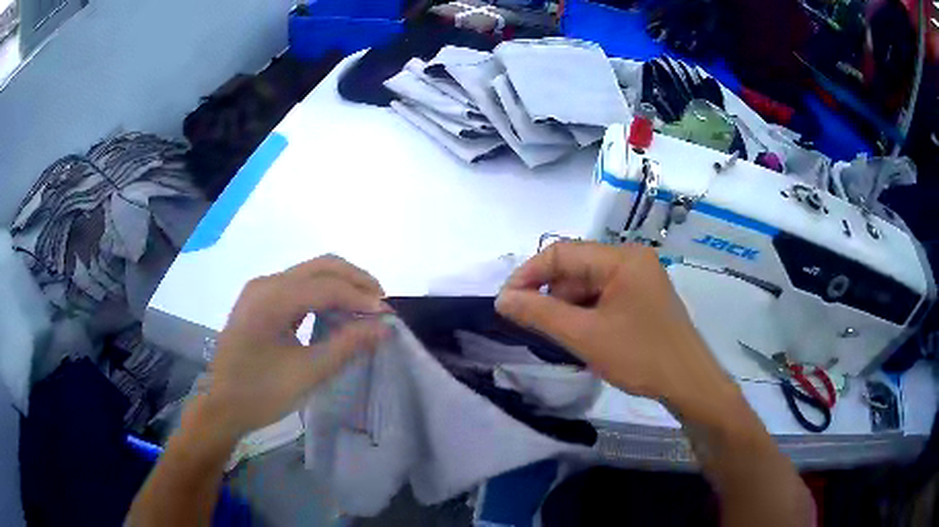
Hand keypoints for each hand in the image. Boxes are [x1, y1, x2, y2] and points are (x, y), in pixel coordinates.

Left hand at [199, 255, 390, 440]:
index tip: (389, 316)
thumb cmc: (260, 393)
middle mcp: (265, 283)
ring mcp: (260, 291)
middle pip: (319, 267)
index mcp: (272, 297)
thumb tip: (383, 326)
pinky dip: (322, 295)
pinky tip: (336, 313)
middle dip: (354, 280)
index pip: (327, 286)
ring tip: (364, 308)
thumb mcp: (307, 372)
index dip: (361, 298)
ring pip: (309, 274)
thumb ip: (347, 345)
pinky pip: (297, 288)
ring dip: (339, 285)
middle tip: (381, 303)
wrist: (220, 406)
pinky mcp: (259, 302)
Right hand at [495, 241, 735, 409]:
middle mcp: (632, 259)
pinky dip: (587, 313)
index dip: (529, 274)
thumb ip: (540, 314)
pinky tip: (582, 336)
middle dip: (551, 295)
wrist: (688, 383)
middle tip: (533, 326)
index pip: (562, 252)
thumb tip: (502, 299)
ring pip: (589, 284)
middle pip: (576, 268)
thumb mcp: (585, 336)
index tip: (506, 302)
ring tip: (560, 337)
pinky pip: (604, 296)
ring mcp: (640, 278)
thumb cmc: (640, 357)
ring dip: (568, 307)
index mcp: (622, 258)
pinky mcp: (643, 296)